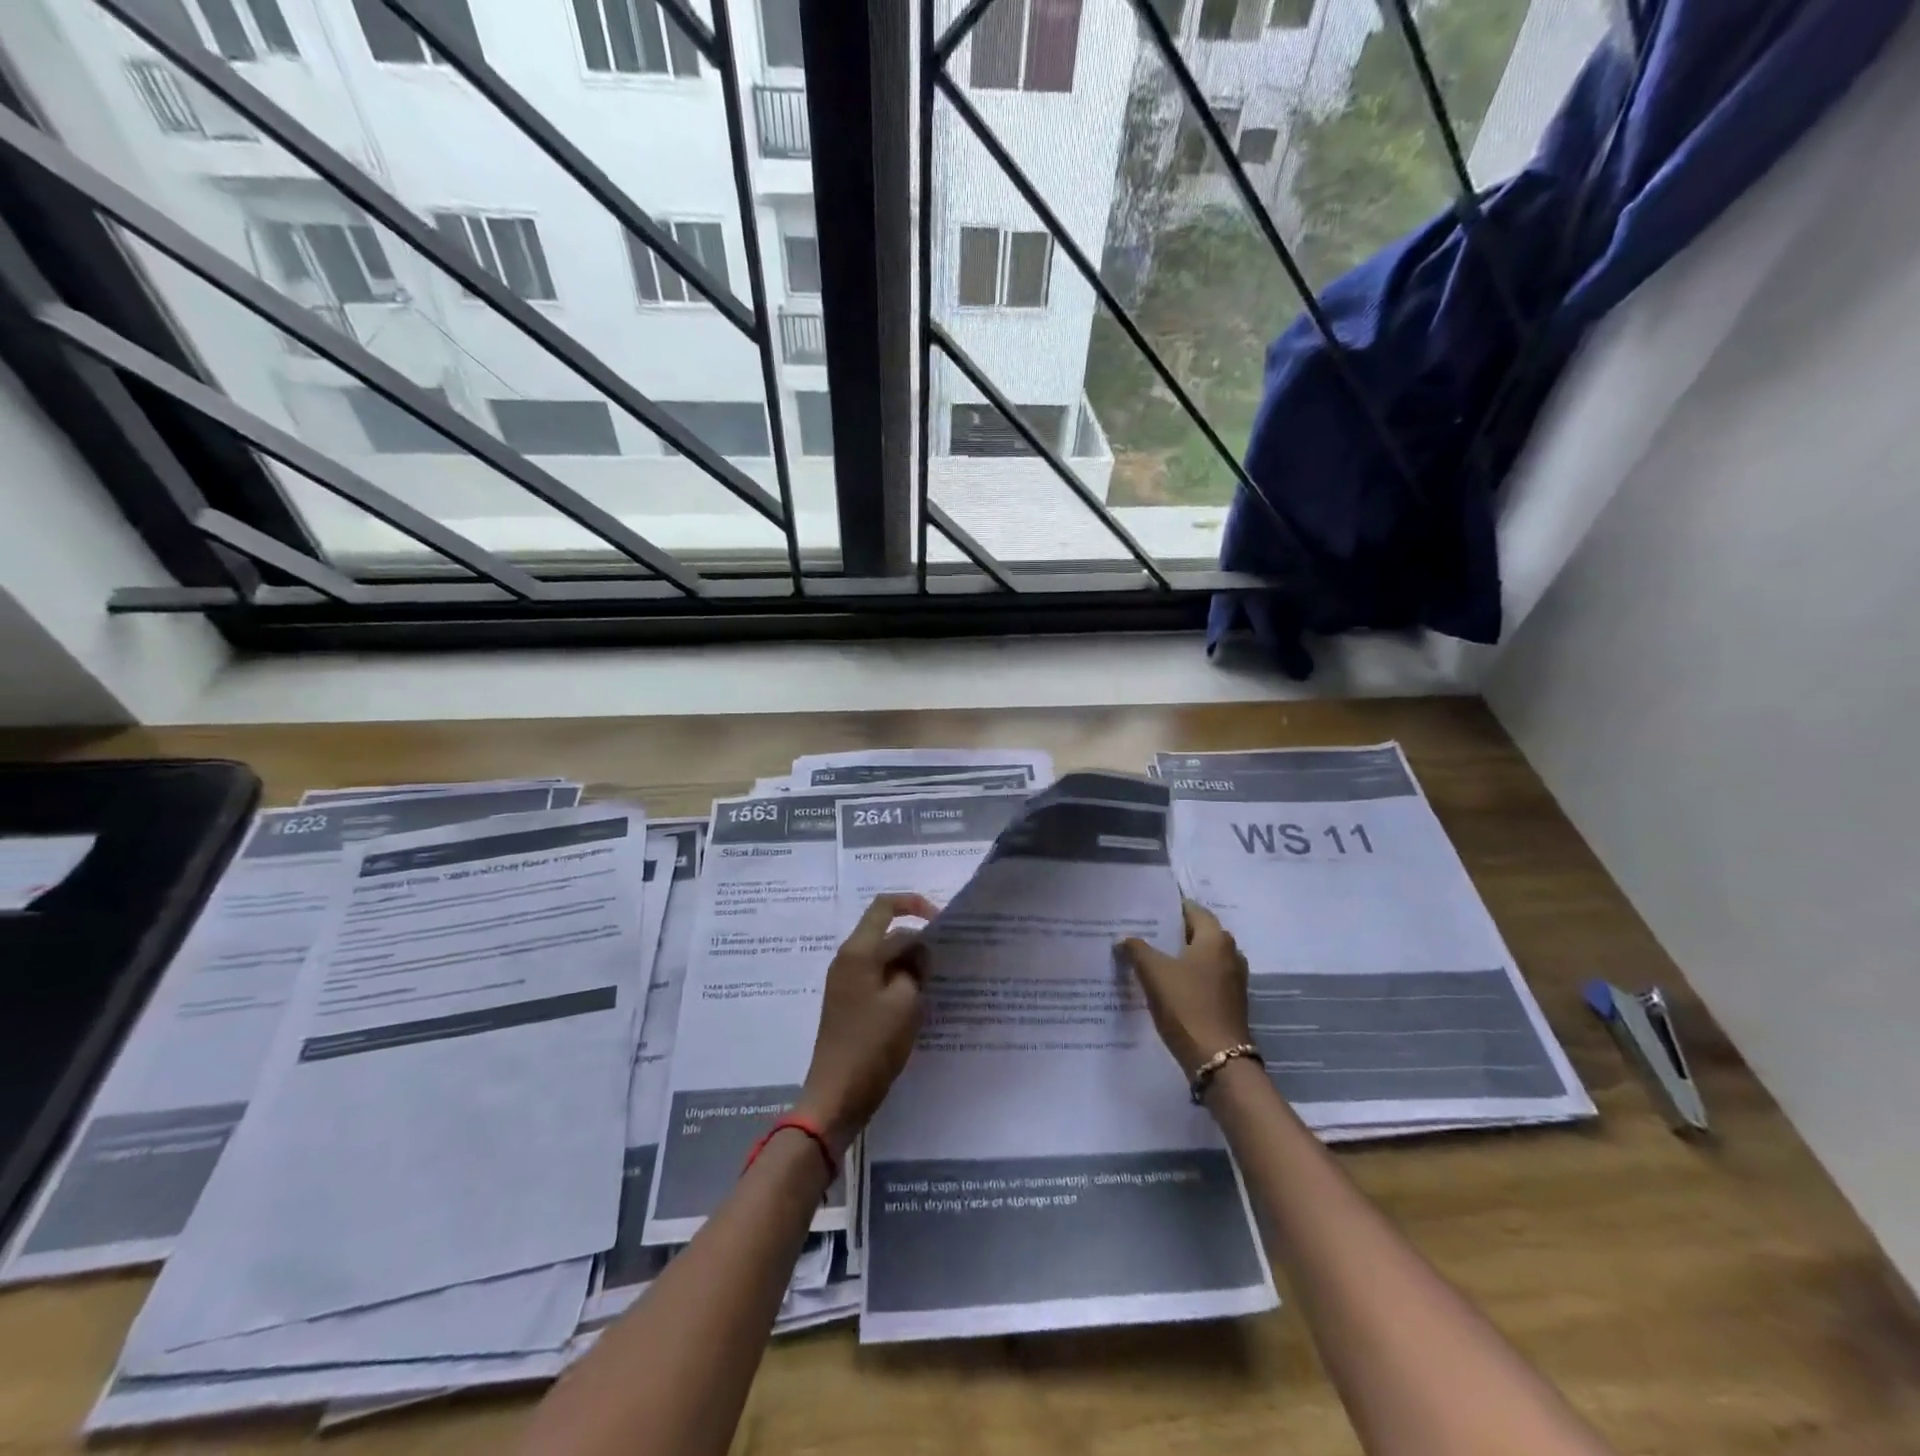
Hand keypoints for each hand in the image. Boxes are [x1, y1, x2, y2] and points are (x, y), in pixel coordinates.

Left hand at [797, 892, 936, 1151]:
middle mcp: (847, 960)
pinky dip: (899, 981)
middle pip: (885, 932)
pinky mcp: (848, 1004)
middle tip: (947, 959)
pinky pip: (878, 978)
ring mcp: (845, 982)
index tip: (940, 920)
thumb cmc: (872, 1044)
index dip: (914, 904)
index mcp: (858, 952)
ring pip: (883, 957)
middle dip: (916, 940)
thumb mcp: (905, 1002)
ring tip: (937, 980)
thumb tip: (918, 951)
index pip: (884, 907)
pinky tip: (919, 999)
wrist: (836, 1095)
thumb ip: (915, 968)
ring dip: (909, 963)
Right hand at [1117, 900, 1252, 1077]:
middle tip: (1142, 931)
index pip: (1193, 910)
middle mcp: (1230, 953)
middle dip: (1171, 932)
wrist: (1217, 1059)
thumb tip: (1124, 937)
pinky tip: (1165, 982)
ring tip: (1149, 956)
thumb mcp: (1154, 973)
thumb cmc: (1186, 1005)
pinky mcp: (1230, 1000)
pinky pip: (1205, 977)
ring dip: (1179, 955)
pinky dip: (1187, 975)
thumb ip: (1137, 949)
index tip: (1146, 909)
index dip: (1169, 908)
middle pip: (1197, 932)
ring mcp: (1233, 979)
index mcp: (1216, 939)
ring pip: (1201, 957)